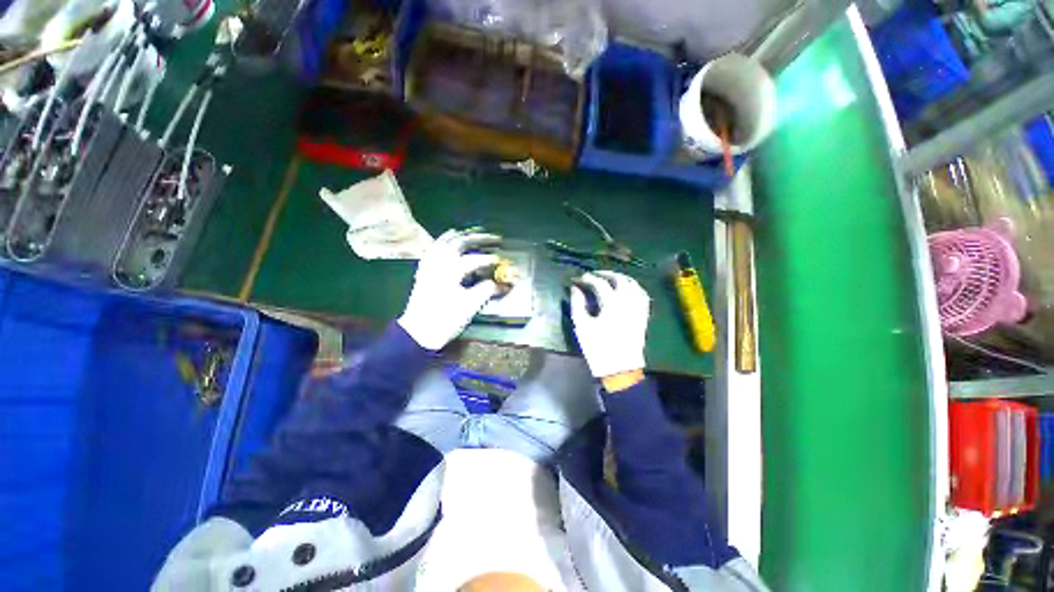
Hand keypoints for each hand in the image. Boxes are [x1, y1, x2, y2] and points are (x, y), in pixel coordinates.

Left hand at [398, 229, 500, 350]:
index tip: (500, 260)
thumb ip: (485, 290)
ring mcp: (429, 267)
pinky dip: (440, 244)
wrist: (418, 333)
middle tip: (491, 237)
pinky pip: (431, 251)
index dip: (489, 259)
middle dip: (476, 238)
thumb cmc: (445, 320)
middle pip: (459, 244)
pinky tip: (443, 243)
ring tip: (467, 232)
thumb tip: (497, 283)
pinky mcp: (423, 273)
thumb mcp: (470, 306)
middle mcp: (439, 264)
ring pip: (442, 244)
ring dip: (457, 236)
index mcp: (451, 271)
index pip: (474, 260)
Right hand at [570, 271, 649, 381]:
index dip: (589, 278)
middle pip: (620, 280)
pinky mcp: (643, 316)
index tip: (580, 278)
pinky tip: (628, 290)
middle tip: (595, 274)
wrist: (620, 368)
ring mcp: (638, 309)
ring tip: (611, 279)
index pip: (600, 284)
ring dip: (622, 278)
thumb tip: (575, 289)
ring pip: (634, 285)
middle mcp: (628, 302)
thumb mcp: (582, 326)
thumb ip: (577, 304)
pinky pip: (643, 296)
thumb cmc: (598, 348)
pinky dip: (635, 288)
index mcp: (612, 304)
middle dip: (607, 274)